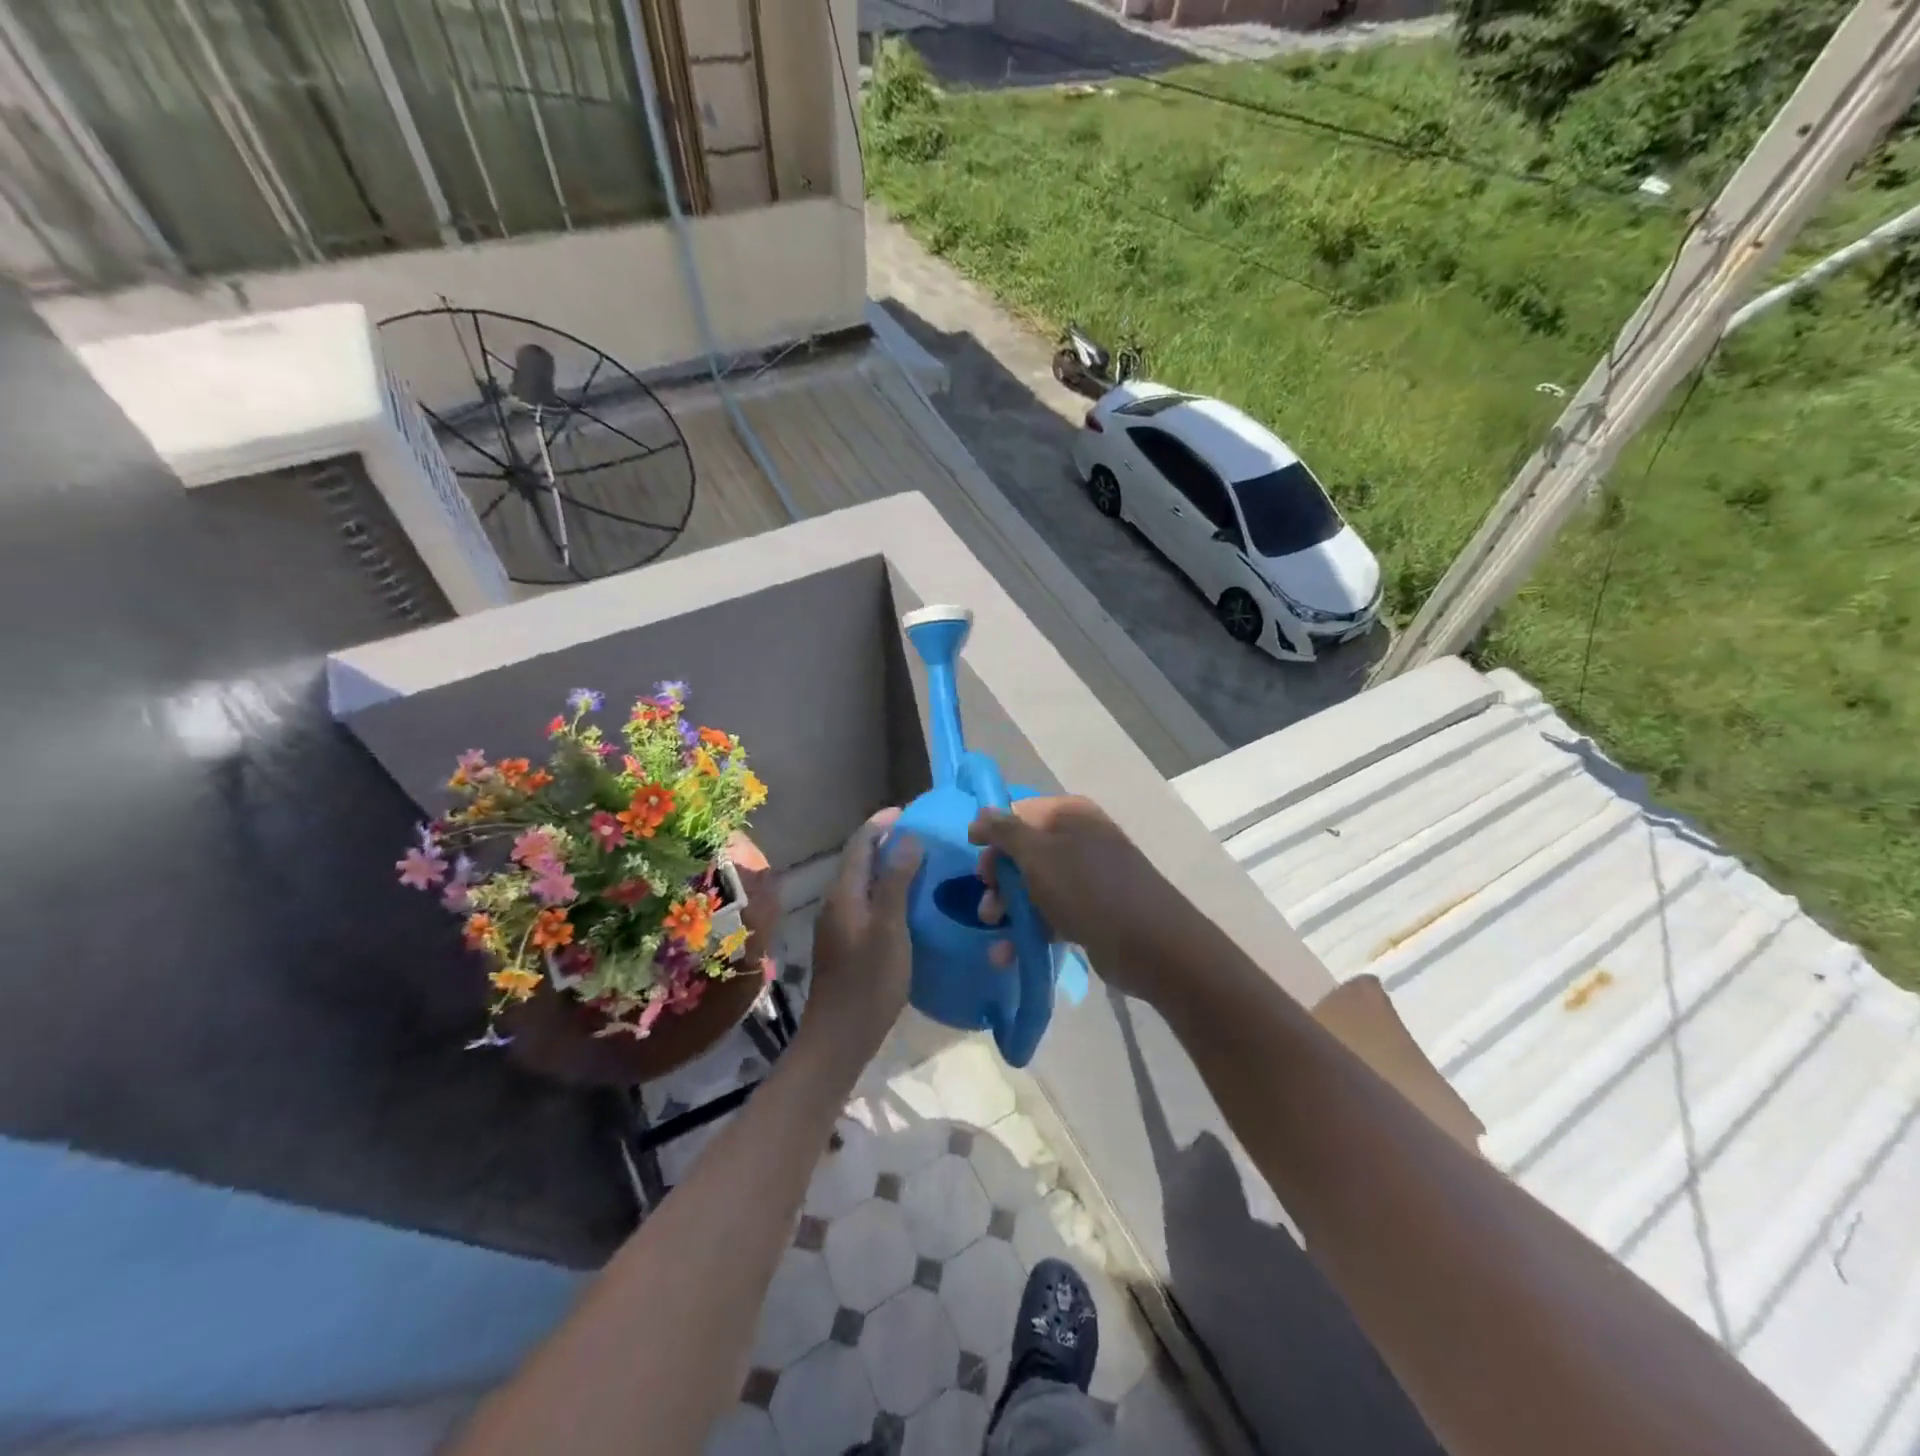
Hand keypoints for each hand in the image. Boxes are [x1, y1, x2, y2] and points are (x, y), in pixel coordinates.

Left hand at [806, 809, 923, 1049]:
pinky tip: (906, 900)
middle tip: (919, 833)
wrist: (840, 1037)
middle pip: (858, 860)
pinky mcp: (845, 942)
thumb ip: (897, 881)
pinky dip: (884, 889)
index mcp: (844, 894)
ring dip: (885, 865)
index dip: (881, 824)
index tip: (908, 811)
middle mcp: (836, 902)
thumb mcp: (890, 928)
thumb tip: (907, 837)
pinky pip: (865, 901)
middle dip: (884, 841)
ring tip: (918, 860)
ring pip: (861, 882)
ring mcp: (838, 924)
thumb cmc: (869, 981)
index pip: (860, 844)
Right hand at [968, 796, 1188, 1002]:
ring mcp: (1087, 878)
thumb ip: (1005, 832)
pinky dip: (1029, 930)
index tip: (973, 852)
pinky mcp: (1091, 912)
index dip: (994, 831)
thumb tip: (981, 814)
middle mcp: (1080, 840)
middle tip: (986, 899)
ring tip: (993, 927)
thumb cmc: (1088, 889)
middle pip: (1025, 852)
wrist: (1151, 945)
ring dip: (1008, 907)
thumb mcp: (1039, 855)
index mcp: (1071, 816)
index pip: (1021, 812)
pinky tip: (1007, 953)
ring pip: (1035, 886)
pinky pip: (1051, 915)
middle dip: (999, 877)